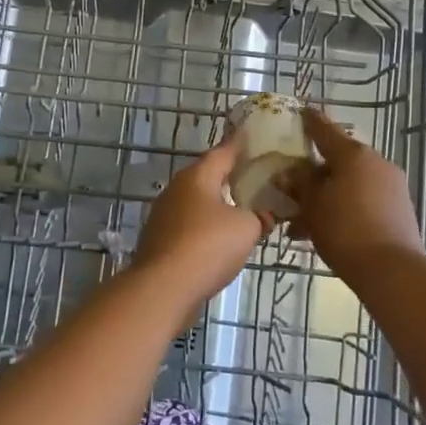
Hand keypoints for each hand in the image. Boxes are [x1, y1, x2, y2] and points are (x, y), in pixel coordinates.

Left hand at [133, 137, 268, 298]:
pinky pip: (190, 225)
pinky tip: (221, 239)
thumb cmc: (208, 246)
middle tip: (255, 176)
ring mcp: (164, 215)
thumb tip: (264, 215)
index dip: (240, 145)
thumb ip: (260, 216)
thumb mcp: (246, 228)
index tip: (252, 137)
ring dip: (218, 204)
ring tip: (243, 208)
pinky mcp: (160, 240)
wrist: (163, 288)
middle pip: (208, 176)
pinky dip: (207, 227)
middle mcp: (176, 189)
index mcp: (197, 177)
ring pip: (198, 202)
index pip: (223, 152)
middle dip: (230, 176)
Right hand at [286, 108, 425, 278]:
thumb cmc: (345, 229)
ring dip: (327, 196)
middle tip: (292, 186)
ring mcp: (391, 186)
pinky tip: (324, 230)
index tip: (300, 111)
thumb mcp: (312, 205)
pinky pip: (363, 199)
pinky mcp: (399, 209)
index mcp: (353, 154)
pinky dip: (343, 208)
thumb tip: (290, 171)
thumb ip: (299, 183)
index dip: (309, 121)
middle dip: (314, 173)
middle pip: (338, 160)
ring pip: (350, 183)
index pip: (325, 129)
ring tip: (301, 222)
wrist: (392, 271)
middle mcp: (376, 163)